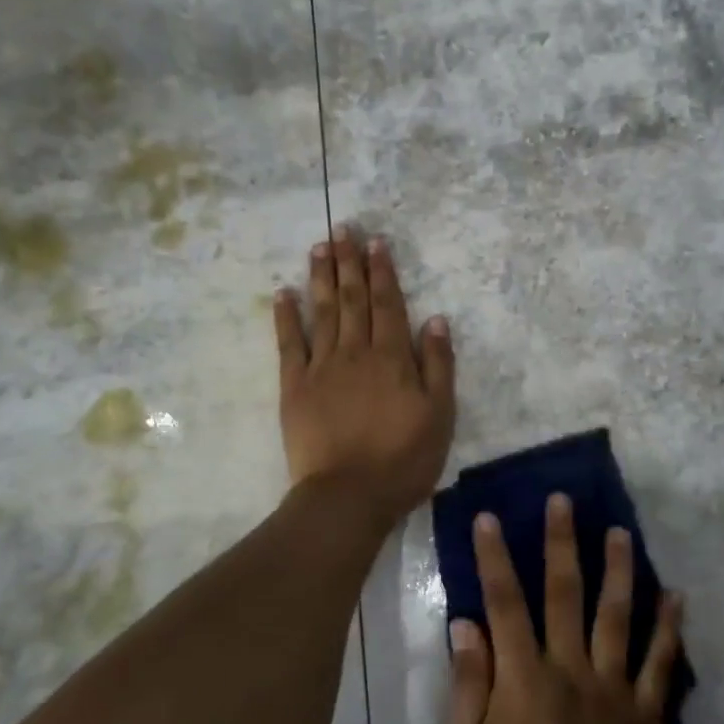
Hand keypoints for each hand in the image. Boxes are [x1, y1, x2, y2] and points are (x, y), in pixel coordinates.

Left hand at [275, 227, 455, 522]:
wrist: (349, 496)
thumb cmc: (403, 459)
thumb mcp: (440, 415)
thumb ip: (438, 365)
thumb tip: (436, 319)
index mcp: (393, 358)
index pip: (388, 304)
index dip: (383, 272)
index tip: (377, 242)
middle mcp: (356, 352)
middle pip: (353, 299)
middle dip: (350, 262)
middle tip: (344, 228)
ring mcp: (322, 367)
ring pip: (322, 311)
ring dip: (321, 276)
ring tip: (319, 246)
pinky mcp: (294, 386)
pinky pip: (289, 344)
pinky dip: (285, 316)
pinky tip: (283, 292)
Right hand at [449, 494, 685, 723]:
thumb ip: (468, 684)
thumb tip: (466, 623)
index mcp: (524, 678)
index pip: (505, 602)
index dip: (495, 557)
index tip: (491, 517)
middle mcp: (571, 669)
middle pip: (565, 593)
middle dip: (562, 543)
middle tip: (565, 501)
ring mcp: (614, 690)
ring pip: (617, 616)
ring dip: (619, 570)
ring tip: (621, 531)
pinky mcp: (645, 716)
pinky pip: (660, 664)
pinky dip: (669, 629)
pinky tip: (676, 596)